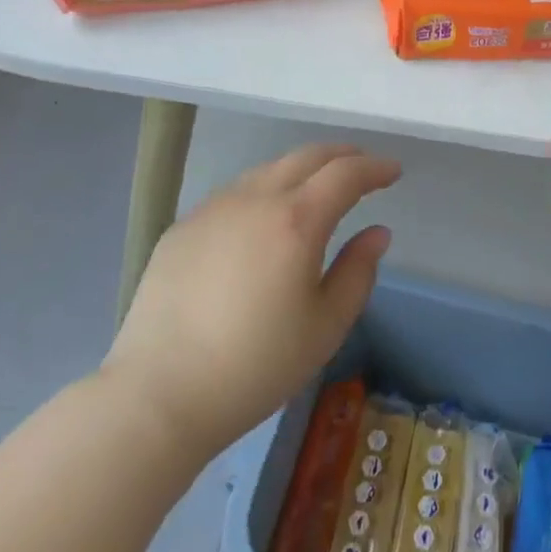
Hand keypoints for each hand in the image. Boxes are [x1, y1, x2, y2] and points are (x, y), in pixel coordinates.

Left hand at [102, 144, 398, 453]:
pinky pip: (235, 193)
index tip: (394, 171)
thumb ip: (358, 272)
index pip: (346, 174)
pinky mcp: (184, 226)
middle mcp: (256, 199)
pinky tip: (263, 218)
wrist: (156, 396)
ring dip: (302, 169)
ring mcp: (214, 208)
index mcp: (296, 220)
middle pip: (308, 156)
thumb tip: (377, 232)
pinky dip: (264, 190)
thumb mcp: (325, 328)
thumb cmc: (254, 367)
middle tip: (362, 167)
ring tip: (316, 187)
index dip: (375, 167)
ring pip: (269, 169)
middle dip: (342, 156)